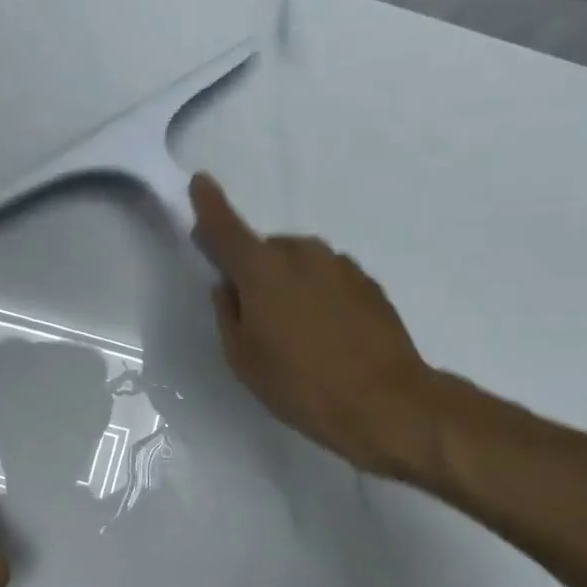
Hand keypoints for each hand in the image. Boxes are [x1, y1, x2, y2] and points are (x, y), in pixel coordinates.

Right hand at [190, 173, 440, 478]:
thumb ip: (229, 314)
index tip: (201, 183)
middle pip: (266, 250)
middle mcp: (302, 255)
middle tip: (256, 317)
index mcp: (262, 271)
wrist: (385, 402)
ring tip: (296, 332)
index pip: (226, 229)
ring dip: (289, 283)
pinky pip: (328, 278)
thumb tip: (228, 287)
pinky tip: (327, 334)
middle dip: (255, 271)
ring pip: (300, 263)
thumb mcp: (243, 359)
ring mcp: (340, 265)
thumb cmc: (300, 385)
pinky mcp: (368, 283)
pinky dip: (319, 294)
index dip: (210, 206)